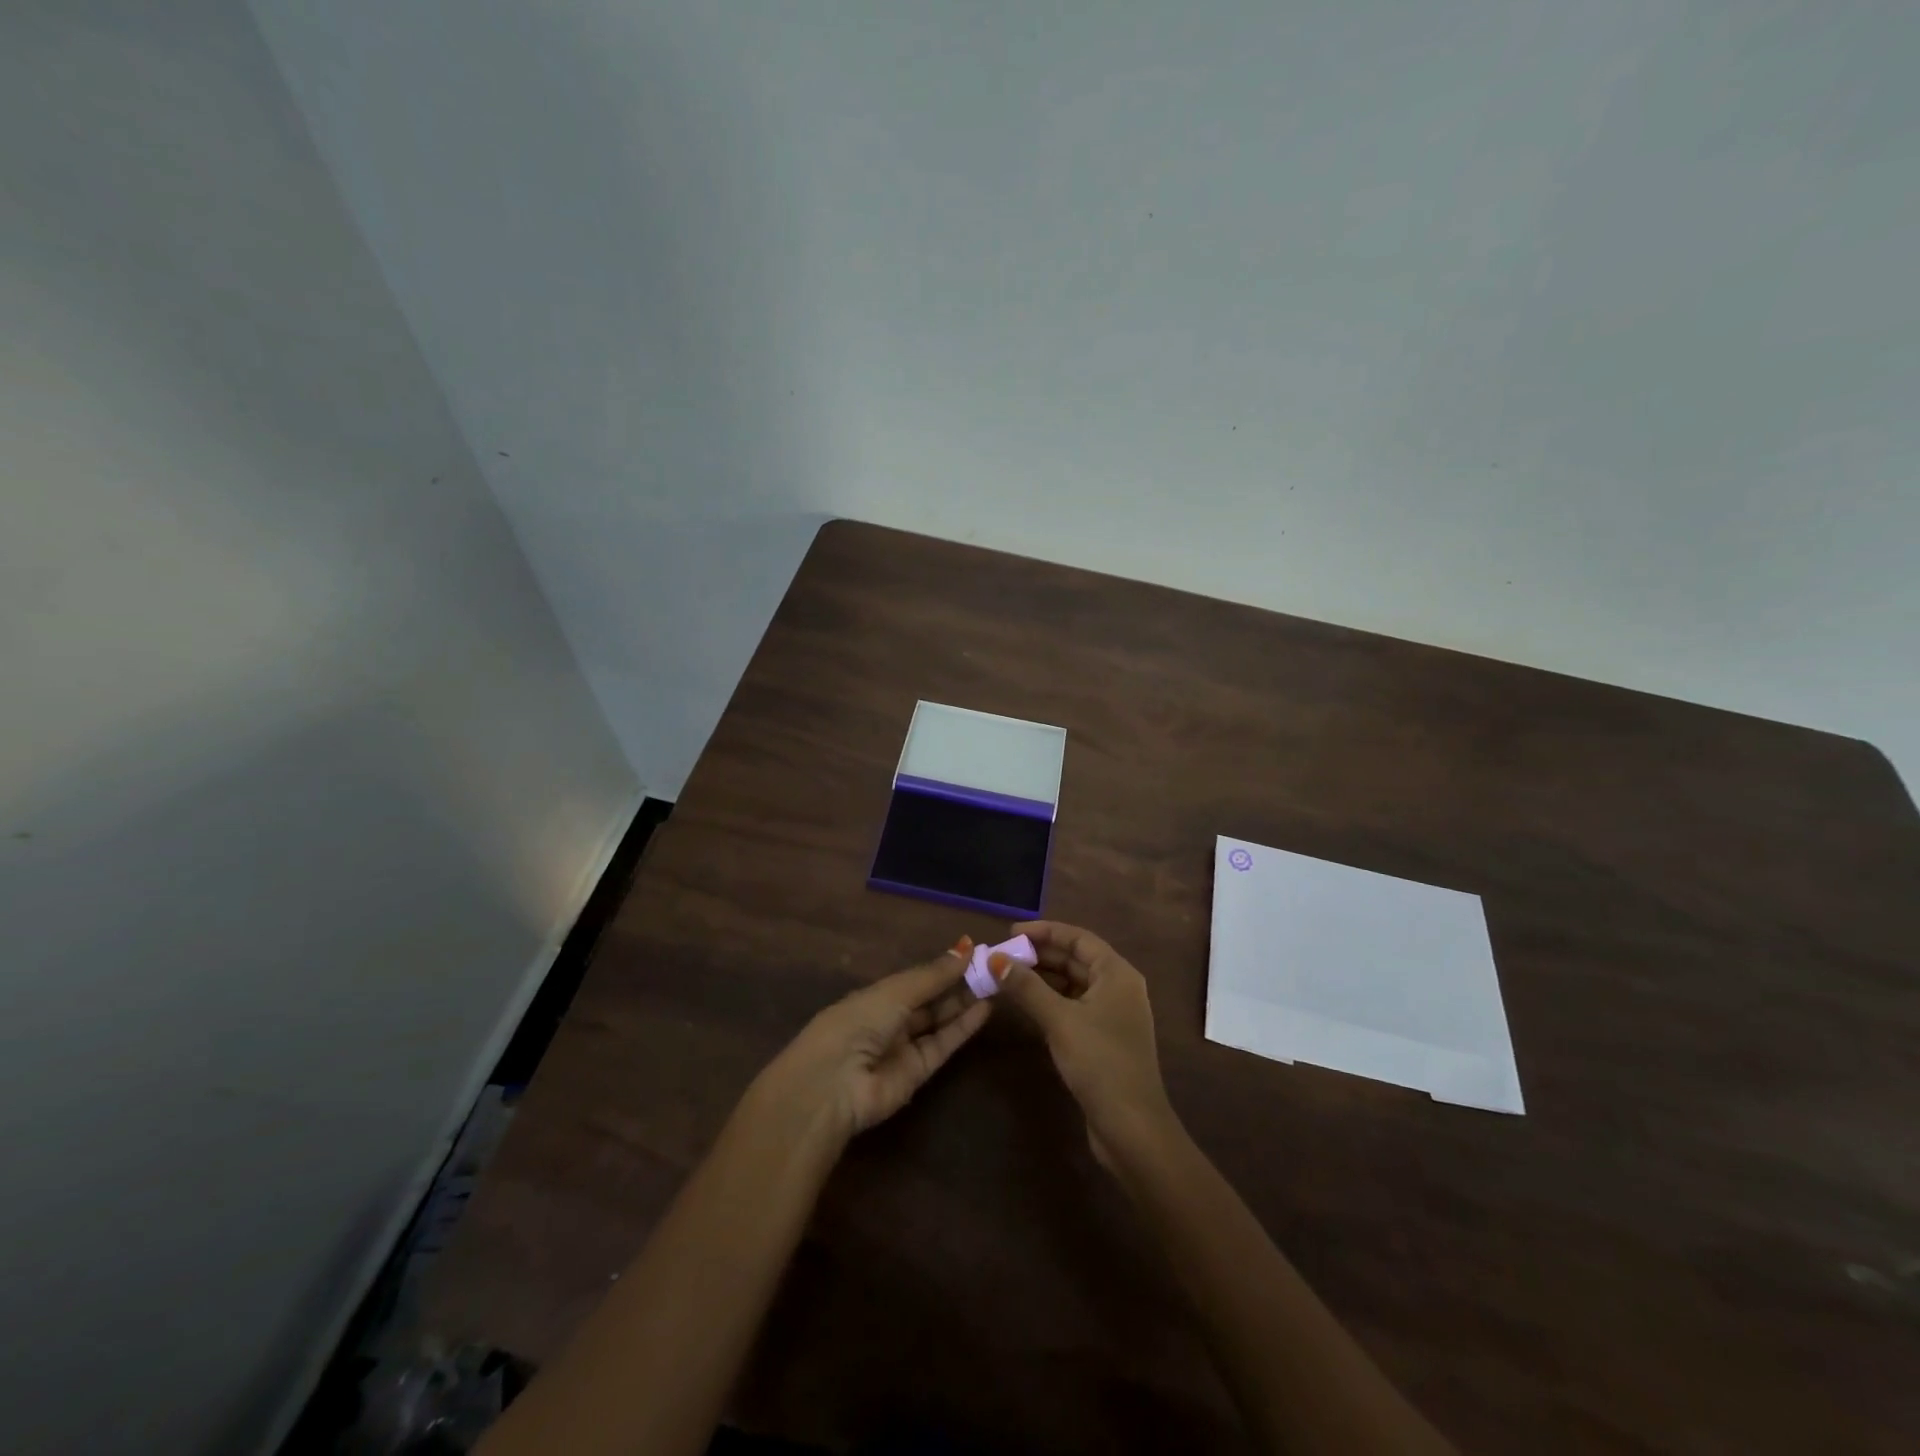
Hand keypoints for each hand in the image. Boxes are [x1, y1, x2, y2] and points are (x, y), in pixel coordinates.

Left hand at [756, 937, 991, 1146]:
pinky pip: (942, 1045)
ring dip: (965, 1003)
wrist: (834, 1085)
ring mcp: (903, 1048)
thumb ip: (932, 975)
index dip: (942, 966)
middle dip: (958, 983)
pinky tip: (985, 1008)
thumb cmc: (856, 1023)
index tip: (973, 951)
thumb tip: (965, 948)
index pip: (914, 978)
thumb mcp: (895, 992)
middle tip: (991, 966)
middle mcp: (889, 1020)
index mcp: (874, 996)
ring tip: (996, 982)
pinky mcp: (917, 1074)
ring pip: (939, 1021)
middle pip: (929, 1000)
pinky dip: (963, 1028)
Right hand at [993, 921, 1173, 1165]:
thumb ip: (1026, 987)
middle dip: (1039, 955)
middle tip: (1002, 956)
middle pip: (1075, 959)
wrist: (1132, 1128)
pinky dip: (1050, 1000)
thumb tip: (994, 960)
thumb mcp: (1059, 1020)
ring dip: (1042, 978)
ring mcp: (1113, 1014)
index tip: (1010, 933)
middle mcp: (1119, 987)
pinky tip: (1026, 1004)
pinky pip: (1073, 1005)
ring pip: (1073, 983)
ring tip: (1007, 976)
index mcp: (1117, 973)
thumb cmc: (1100, 1062)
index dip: (1044, 931)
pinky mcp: (1104, 1038)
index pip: (1078, 938)